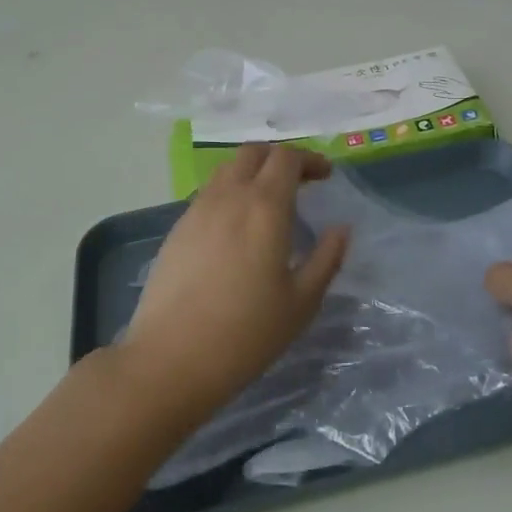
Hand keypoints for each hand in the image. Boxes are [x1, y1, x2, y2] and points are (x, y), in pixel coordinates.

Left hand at [120, 144, 348, 422]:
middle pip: (254, 152)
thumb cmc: (246, 333)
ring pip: (227, 169)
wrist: (171, 359)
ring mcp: (197, 209)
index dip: (310, 159)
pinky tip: (236, 228)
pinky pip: (208, 193)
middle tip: (300, 182)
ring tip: (268, 203)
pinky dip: (229, 193)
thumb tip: (341, 229)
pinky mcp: (177, 228)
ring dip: (252, 173)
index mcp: (265, 206)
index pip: (287, 157)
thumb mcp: (301, 302)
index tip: (326, 176)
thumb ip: (326, 259)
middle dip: (280, 158)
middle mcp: (229, 196)